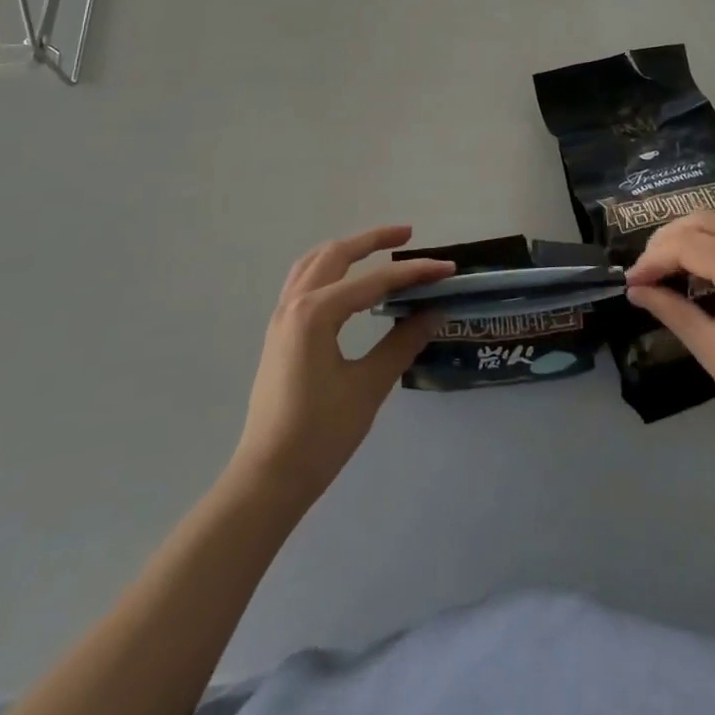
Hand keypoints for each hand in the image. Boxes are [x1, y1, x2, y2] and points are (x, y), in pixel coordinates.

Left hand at [230, 226, 453, 504]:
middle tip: (409, 236)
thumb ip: (401, 343)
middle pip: (337, 254)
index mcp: (316, 312)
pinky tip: (347, 282)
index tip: (446, 268)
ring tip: (377, 249)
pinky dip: (329, 268)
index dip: (414, 273)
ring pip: (314, 262)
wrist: (268, 479)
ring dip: (347, 250)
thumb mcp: (368, 387)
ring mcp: (282, 317)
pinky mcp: (279, 332)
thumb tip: (434, 312)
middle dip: (373, 240)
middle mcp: (294, 303)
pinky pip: (303, 281)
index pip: (374, 281)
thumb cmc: (320, 435)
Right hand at [624, 213, 714, 455]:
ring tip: (666, 268)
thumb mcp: (713, 351)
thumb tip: (636, 290)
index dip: (653, 259)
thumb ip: (673, 311)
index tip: (631, 283)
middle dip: (668, 240)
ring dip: (690, 237)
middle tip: (645, 272)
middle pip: (704, 222)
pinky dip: (714, 245)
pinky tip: (698, 273)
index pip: (687, 245)